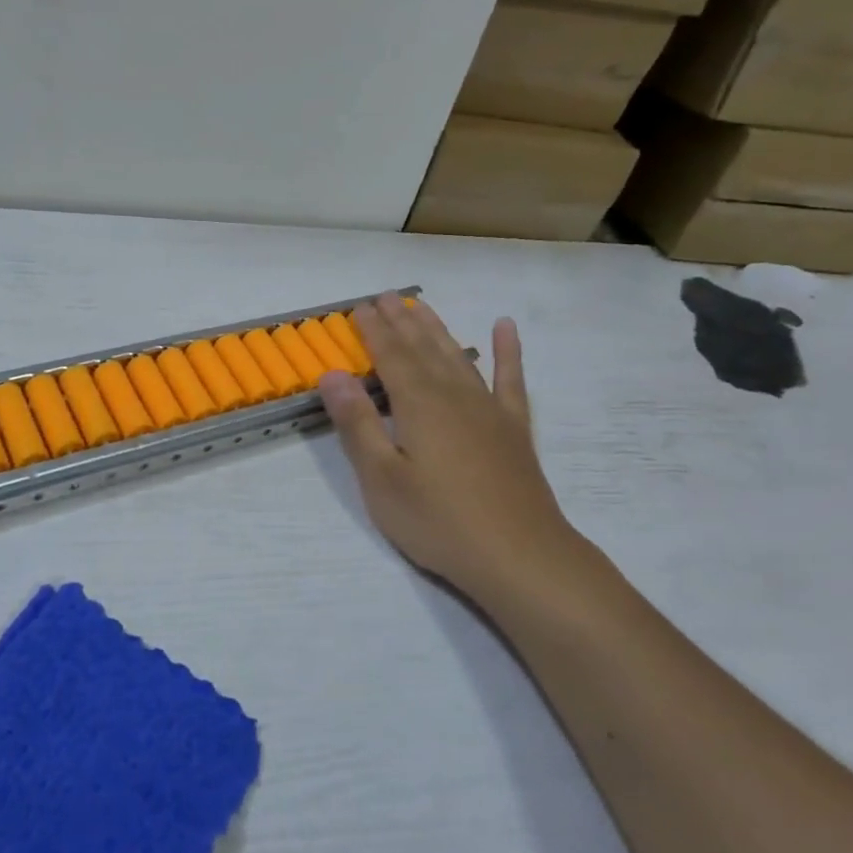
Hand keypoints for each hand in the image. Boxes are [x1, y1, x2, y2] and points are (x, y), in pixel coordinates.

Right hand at [318, 295, 595, 607]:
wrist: (519, 555)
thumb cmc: (438, 521)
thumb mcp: (382, 478)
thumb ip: (358, 424)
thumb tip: (332, 375)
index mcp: (419, 404)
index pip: (390, 356)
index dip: (373, 331)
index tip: (359, 307)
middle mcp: (454, 395)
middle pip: (423, 349)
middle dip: (401, 321)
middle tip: (385, 297)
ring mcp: (489, 409)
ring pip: (458, 355)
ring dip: (437, 329)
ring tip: (421, 306)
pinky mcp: (514, 428)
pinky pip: (511, 378)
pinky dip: (508, 351)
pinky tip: (505, 327)